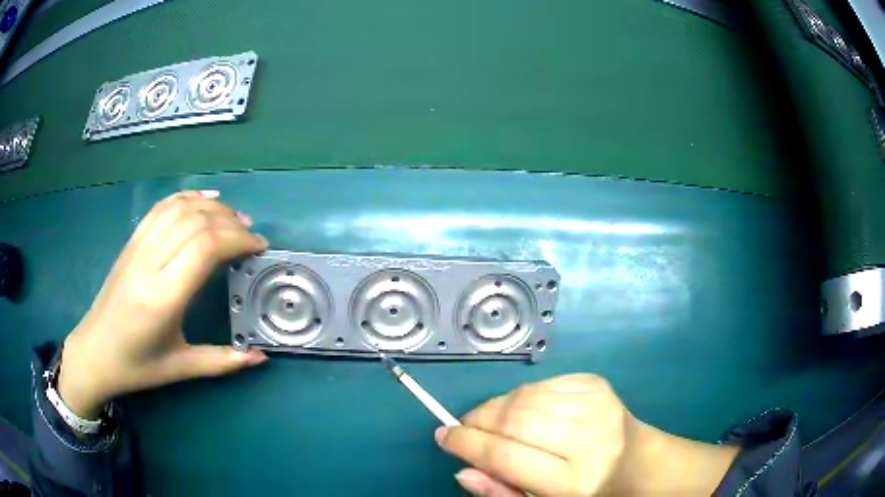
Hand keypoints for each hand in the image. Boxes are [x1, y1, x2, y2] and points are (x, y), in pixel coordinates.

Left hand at [58, 190, 268, 419]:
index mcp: (162, 298)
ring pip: (179, 208)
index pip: (204, 248)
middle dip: (231, 222)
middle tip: (252, 236)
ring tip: (234, 219)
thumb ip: (223, 361)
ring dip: (212, 207)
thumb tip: (260, 357)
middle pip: (196, 222)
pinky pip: (161, 208)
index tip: (259, 248)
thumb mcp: (181, 369)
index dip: (237, 240)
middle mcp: (149, 263)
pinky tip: (204, 199)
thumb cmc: (137, 366)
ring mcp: (137, 247)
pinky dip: (186, 197)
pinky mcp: (131, 242)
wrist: (94, 352)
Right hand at [436, 374, 738, 496]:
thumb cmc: (590, 493)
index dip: (466, 443)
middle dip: (476, 420)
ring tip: (490, 421)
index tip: (442, 436)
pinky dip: (521, 396)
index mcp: (574, 481)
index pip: (505, 454)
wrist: (642, 464)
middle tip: (463, 428)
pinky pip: (542, 383)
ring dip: (495, 407)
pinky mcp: (597, 383)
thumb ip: (502, 491)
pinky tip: (523, 411)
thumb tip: (463, 469)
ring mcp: (596, 404)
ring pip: (523, 396)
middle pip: (512, 419)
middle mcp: (588, 438)